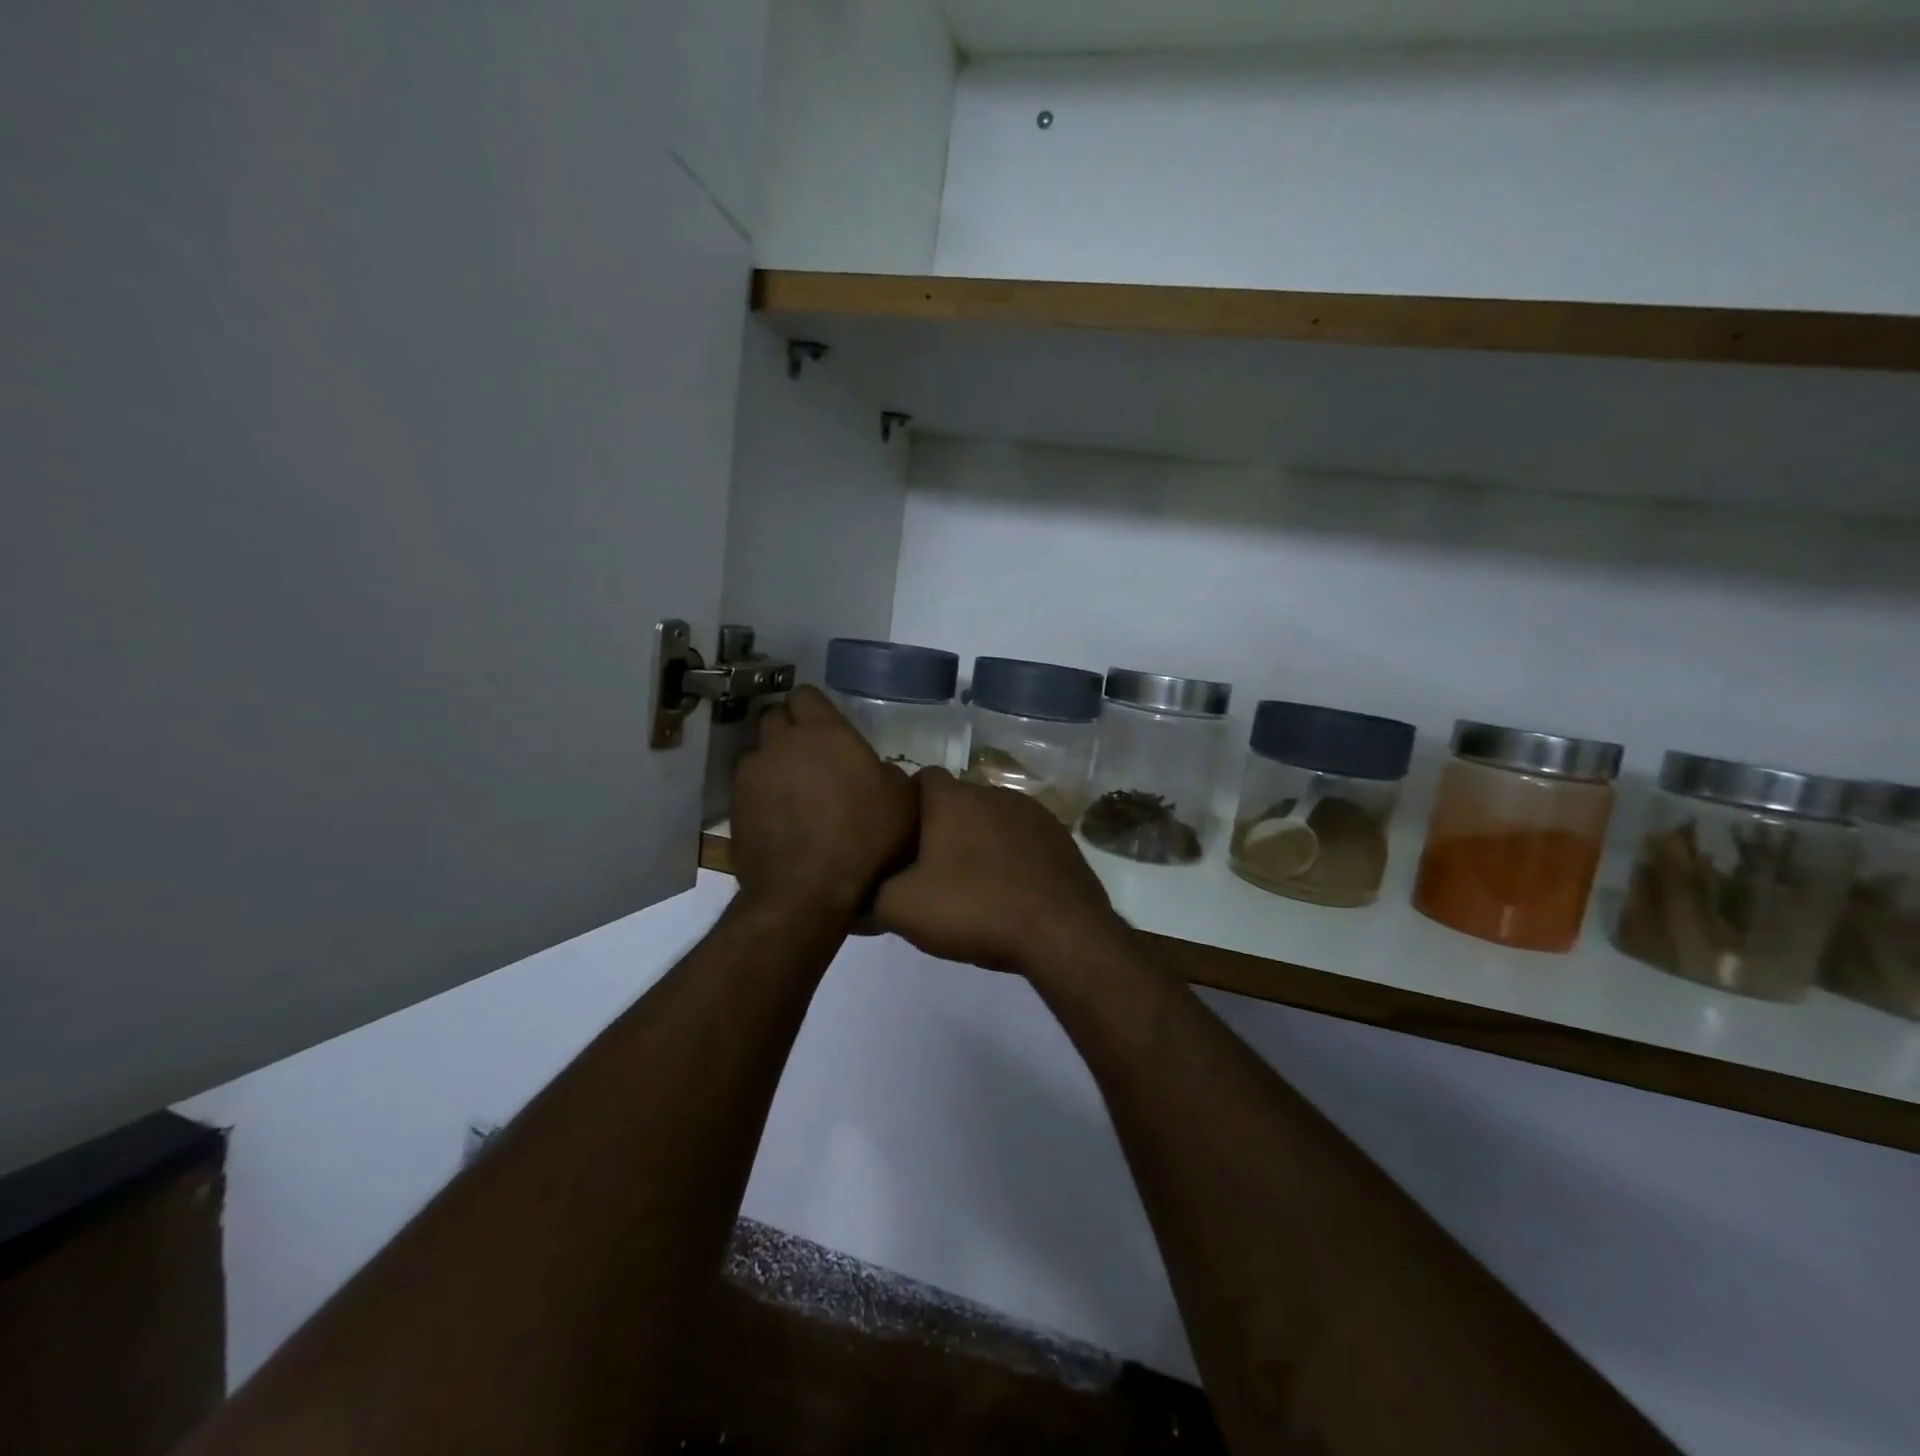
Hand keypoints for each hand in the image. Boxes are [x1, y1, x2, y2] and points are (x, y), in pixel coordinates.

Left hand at [730, 686, 916, 920]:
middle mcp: (781, 744)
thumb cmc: (864, 839)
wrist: (806, 892)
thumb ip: (893, 776)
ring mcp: (751, 776)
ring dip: (773, 764)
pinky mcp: (734, 808)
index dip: (815, 708)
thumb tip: (881, 773)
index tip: (828, 727)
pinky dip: (761, 796)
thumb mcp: (904, 804)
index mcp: (823, 732)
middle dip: (790, 730)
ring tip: (793, 793)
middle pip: (775, 718)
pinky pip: (748, 789)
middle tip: (812, 757)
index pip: (805, 694)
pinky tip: (780, 820)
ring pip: (758, 754)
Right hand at [874, 770, 1121, 974]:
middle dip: (943, 827)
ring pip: (992, 820)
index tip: (899, 836)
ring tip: (972, 883)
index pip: (921, 779)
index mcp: (952, 798)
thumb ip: (871, 897)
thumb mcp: (902, 909)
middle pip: (957, 801)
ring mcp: (1033, 813)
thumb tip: (857, 899)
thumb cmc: (974, 908)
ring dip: (980, 842)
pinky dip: (1012, 857)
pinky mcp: (1060, 838)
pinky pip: (1023, 839)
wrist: (1060, 932)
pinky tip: (1010, 891)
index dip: (907, 804)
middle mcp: (993, 793)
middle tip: (929, 868)